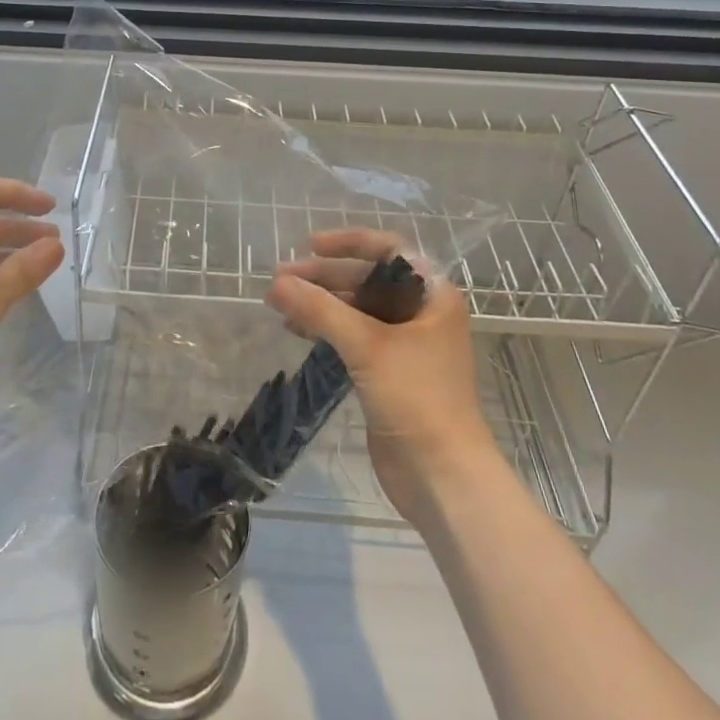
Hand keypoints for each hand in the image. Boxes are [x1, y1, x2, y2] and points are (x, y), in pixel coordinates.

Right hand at [267, 229, 498, 520]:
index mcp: (432, 296)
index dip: (349, 243)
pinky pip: (354, 337)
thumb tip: (276, 283)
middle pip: (368, 279)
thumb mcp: (368, 346)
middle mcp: (422, 313)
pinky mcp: (390, 373)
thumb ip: (320, 310)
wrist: (443, 476)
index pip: (389, 250)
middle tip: (280, 280)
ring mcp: (406, 344)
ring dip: (321, 303)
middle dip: (325, 277)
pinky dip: (327, 329)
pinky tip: (297, 331)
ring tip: (280, 305)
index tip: (310, 245)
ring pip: (358, 309)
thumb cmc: (417, 398)